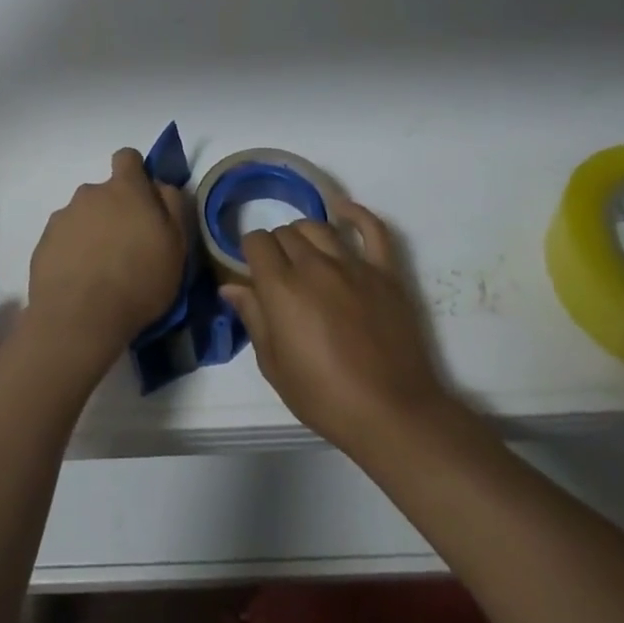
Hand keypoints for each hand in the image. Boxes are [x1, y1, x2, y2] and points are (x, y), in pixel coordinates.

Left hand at [28, 148, 190, 364]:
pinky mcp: (44, 243)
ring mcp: (63, 217)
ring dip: (93, 232)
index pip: (128, 157)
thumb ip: (172, 205)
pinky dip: (72, 253)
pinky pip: (64, 239)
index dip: (136, 173)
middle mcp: (90, 193)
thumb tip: (161, 185)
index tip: (143, 200)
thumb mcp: (177, 245)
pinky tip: (80, 281)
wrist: (79, 319)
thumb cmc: (139, 280)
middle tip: (126, 247)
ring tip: (101, 270)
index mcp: (125, 188)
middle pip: (104, 192)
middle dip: (115, 210)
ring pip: (83, 216)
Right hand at [222, 201, 456, 461]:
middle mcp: (314, 266)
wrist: (392, 413)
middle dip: (276, 246)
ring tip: (305, 253)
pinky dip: (355, 213)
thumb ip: (253, 318)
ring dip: (305, 234)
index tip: (254, 270)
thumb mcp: (275, 366)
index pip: (256, 242)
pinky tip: (341, 209)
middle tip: (281, 273)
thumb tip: (230, 287)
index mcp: (282, 288)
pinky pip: (371, 228)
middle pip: (286, 233)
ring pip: (319, 227)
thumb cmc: (325, 398)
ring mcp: (353, 265)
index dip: (251, 252)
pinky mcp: (385, 272)